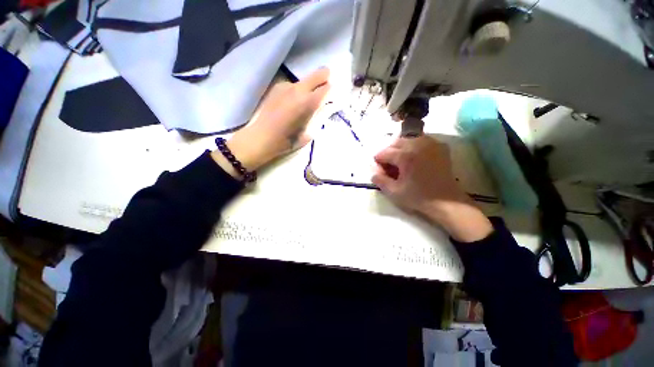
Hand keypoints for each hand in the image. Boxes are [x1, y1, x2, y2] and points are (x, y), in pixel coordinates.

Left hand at [212, 68, 329, 173]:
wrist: (261, 138)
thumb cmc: (287, 141)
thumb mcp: (309, 133)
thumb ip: (319, 117)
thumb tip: (325, 107)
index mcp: (309, 102)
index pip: (328, 87)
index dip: (332, 92)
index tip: (331, 98)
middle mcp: (299, 89)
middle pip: (319, 74)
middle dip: (325, 79)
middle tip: (324, 90)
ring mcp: (286, 85)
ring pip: (305, 80)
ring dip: (309, 87)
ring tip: (302, 103)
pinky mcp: (277, 87)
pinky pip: (293, 85)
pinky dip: (296, 91)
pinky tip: (290, 104)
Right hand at [372, 136, 492, 241]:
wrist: (446, 201)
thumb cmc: (418, 197)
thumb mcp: (394, 192)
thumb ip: (380, 181)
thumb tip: (373, 173)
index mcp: (405, 155)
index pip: (384, 153)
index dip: (378, 161)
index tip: (379, 170)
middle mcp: (417, 144)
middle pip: (395, 142)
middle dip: (388, 152)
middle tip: (389, 165)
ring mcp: (430, 144)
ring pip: (408, 139)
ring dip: (400, 148)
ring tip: (401, 161)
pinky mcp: (440, 147)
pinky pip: (422, 140)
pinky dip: (414, 146)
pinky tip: (414, 157)